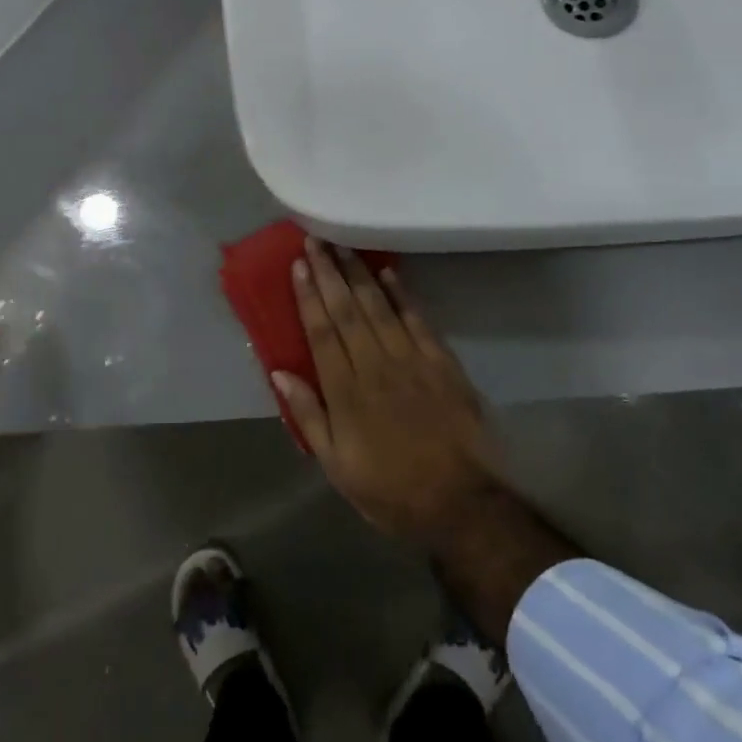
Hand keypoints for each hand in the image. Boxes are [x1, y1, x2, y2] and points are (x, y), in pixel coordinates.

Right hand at [276, 239, 499, 546]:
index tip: (299, 265)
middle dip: (329, 273)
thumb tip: (280, 373)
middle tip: (316, 240)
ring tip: (343, 246)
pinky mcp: (441, 363)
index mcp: (346, 392)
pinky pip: (417, 320)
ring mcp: (411, 361)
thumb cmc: (390, 489)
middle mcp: (375, 366)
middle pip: (347, 311)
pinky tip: (389, 273)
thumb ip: (309, 415)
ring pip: (379, 307)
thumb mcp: (336, 465)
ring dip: (359, 274)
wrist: (460, 502)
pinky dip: (402, 295)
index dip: (309, 296)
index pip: (322, 332)